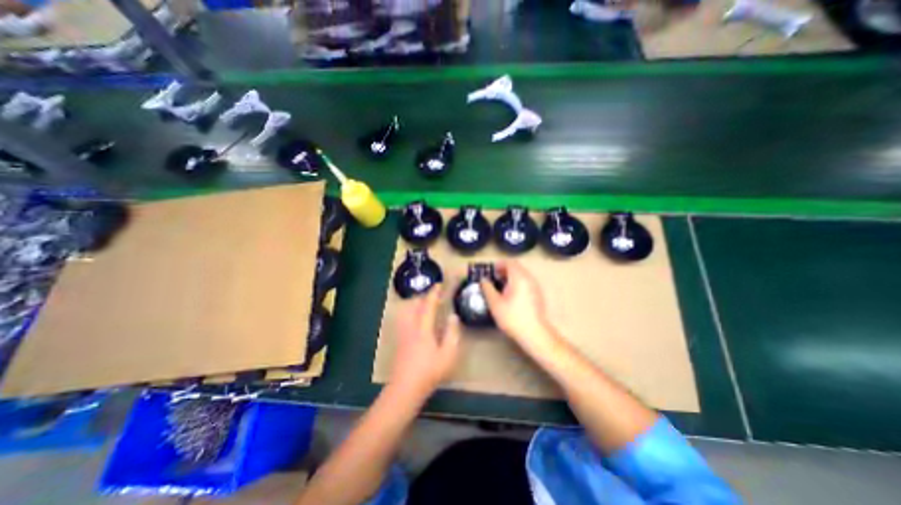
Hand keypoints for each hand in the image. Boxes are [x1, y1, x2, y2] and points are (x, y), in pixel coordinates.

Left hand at [390, 284, 459, 397]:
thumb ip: (452, 334)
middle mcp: (411, 327)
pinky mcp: (399, 340)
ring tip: (425, 305)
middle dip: (423, 296)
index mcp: (423, 329)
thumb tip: (453, 316)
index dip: (433, 294)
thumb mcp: (448, 355)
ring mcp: (403, 333)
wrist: (405, 388)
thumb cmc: (429, 372)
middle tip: (433, 295)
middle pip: (413, 305)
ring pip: (407, 311)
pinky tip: (416, 320)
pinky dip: (411, 312)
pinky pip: (404, 319)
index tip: (438, 285)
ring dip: (416, 304)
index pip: (428, 306)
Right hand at [482, 265, 559, 351]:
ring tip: (501, 286)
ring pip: (522, 275)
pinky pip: (526, 282)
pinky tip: (511, 295)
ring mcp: (535, 286)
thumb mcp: (495, 303)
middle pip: (517, 268)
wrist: (534, 333)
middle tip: (495, 277)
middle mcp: (529, 278)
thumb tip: (483, 280)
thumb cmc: (512, 317)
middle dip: (505, 270)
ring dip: (511, 277)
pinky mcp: (538, 294)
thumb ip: (487, 289)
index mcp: (519, 277)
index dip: (499, 264)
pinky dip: (518, 283)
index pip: (510, 263)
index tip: (491, 271)